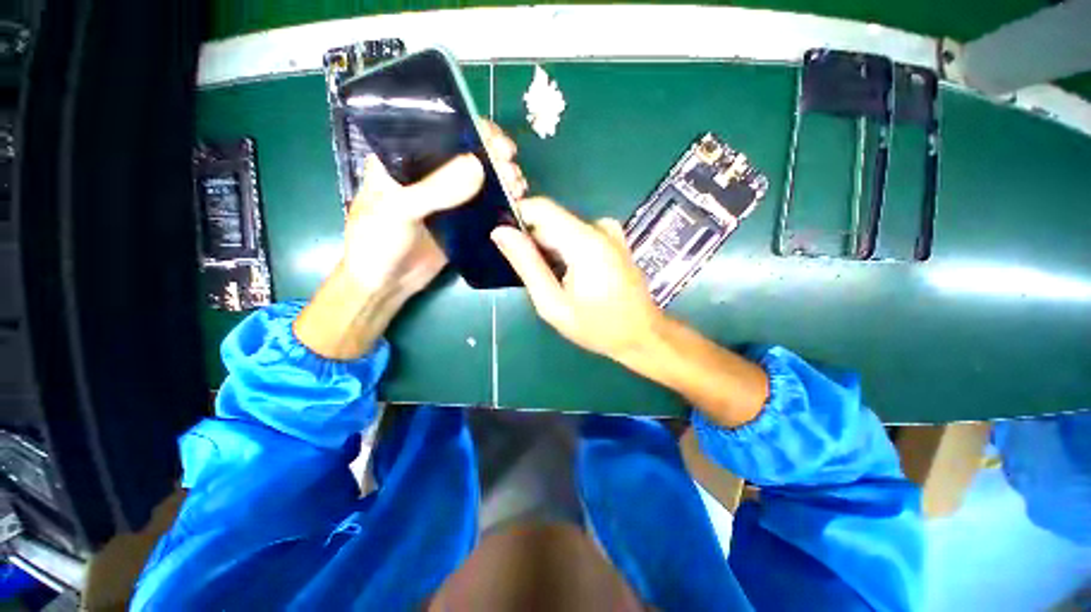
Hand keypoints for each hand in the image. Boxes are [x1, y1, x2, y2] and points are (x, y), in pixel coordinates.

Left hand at [342, 120, 525, 297]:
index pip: (443, 129)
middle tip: (513, 173)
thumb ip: (435, 189)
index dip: (475, 130)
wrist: (384, 283)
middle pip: (469, 153)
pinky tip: (515, 203)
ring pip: (481, 178)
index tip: (501, 145)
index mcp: (404, 156)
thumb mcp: (398, 210)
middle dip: (496, 157)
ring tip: (518, 189)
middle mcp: (428, 171)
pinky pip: (485, 205)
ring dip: (503, 179)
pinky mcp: (460, 220)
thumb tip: (479, 165)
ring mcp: (447, 197)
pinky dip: (501, 201)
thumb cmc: (376, 242)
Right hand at [490, 197, 664, 361]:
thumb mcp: (553, 303)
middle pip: (551, 221)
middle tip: (532, 276)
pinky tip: (571, 277)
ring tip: (554, 282)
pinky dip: (566, 251)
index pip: (540, 208)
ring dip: (550, 251)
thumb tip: (500, 232)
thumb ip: (527, 264)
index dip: (517, 218)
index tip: (506, 242)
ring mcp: (610, 231)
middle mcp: (599, 227)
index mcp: (584, 241)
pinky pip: (578, 235)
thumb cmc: (597, 326)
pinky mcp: (614, 239)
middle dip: (535, 243)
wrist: (642, 334)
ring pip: (563, 229)